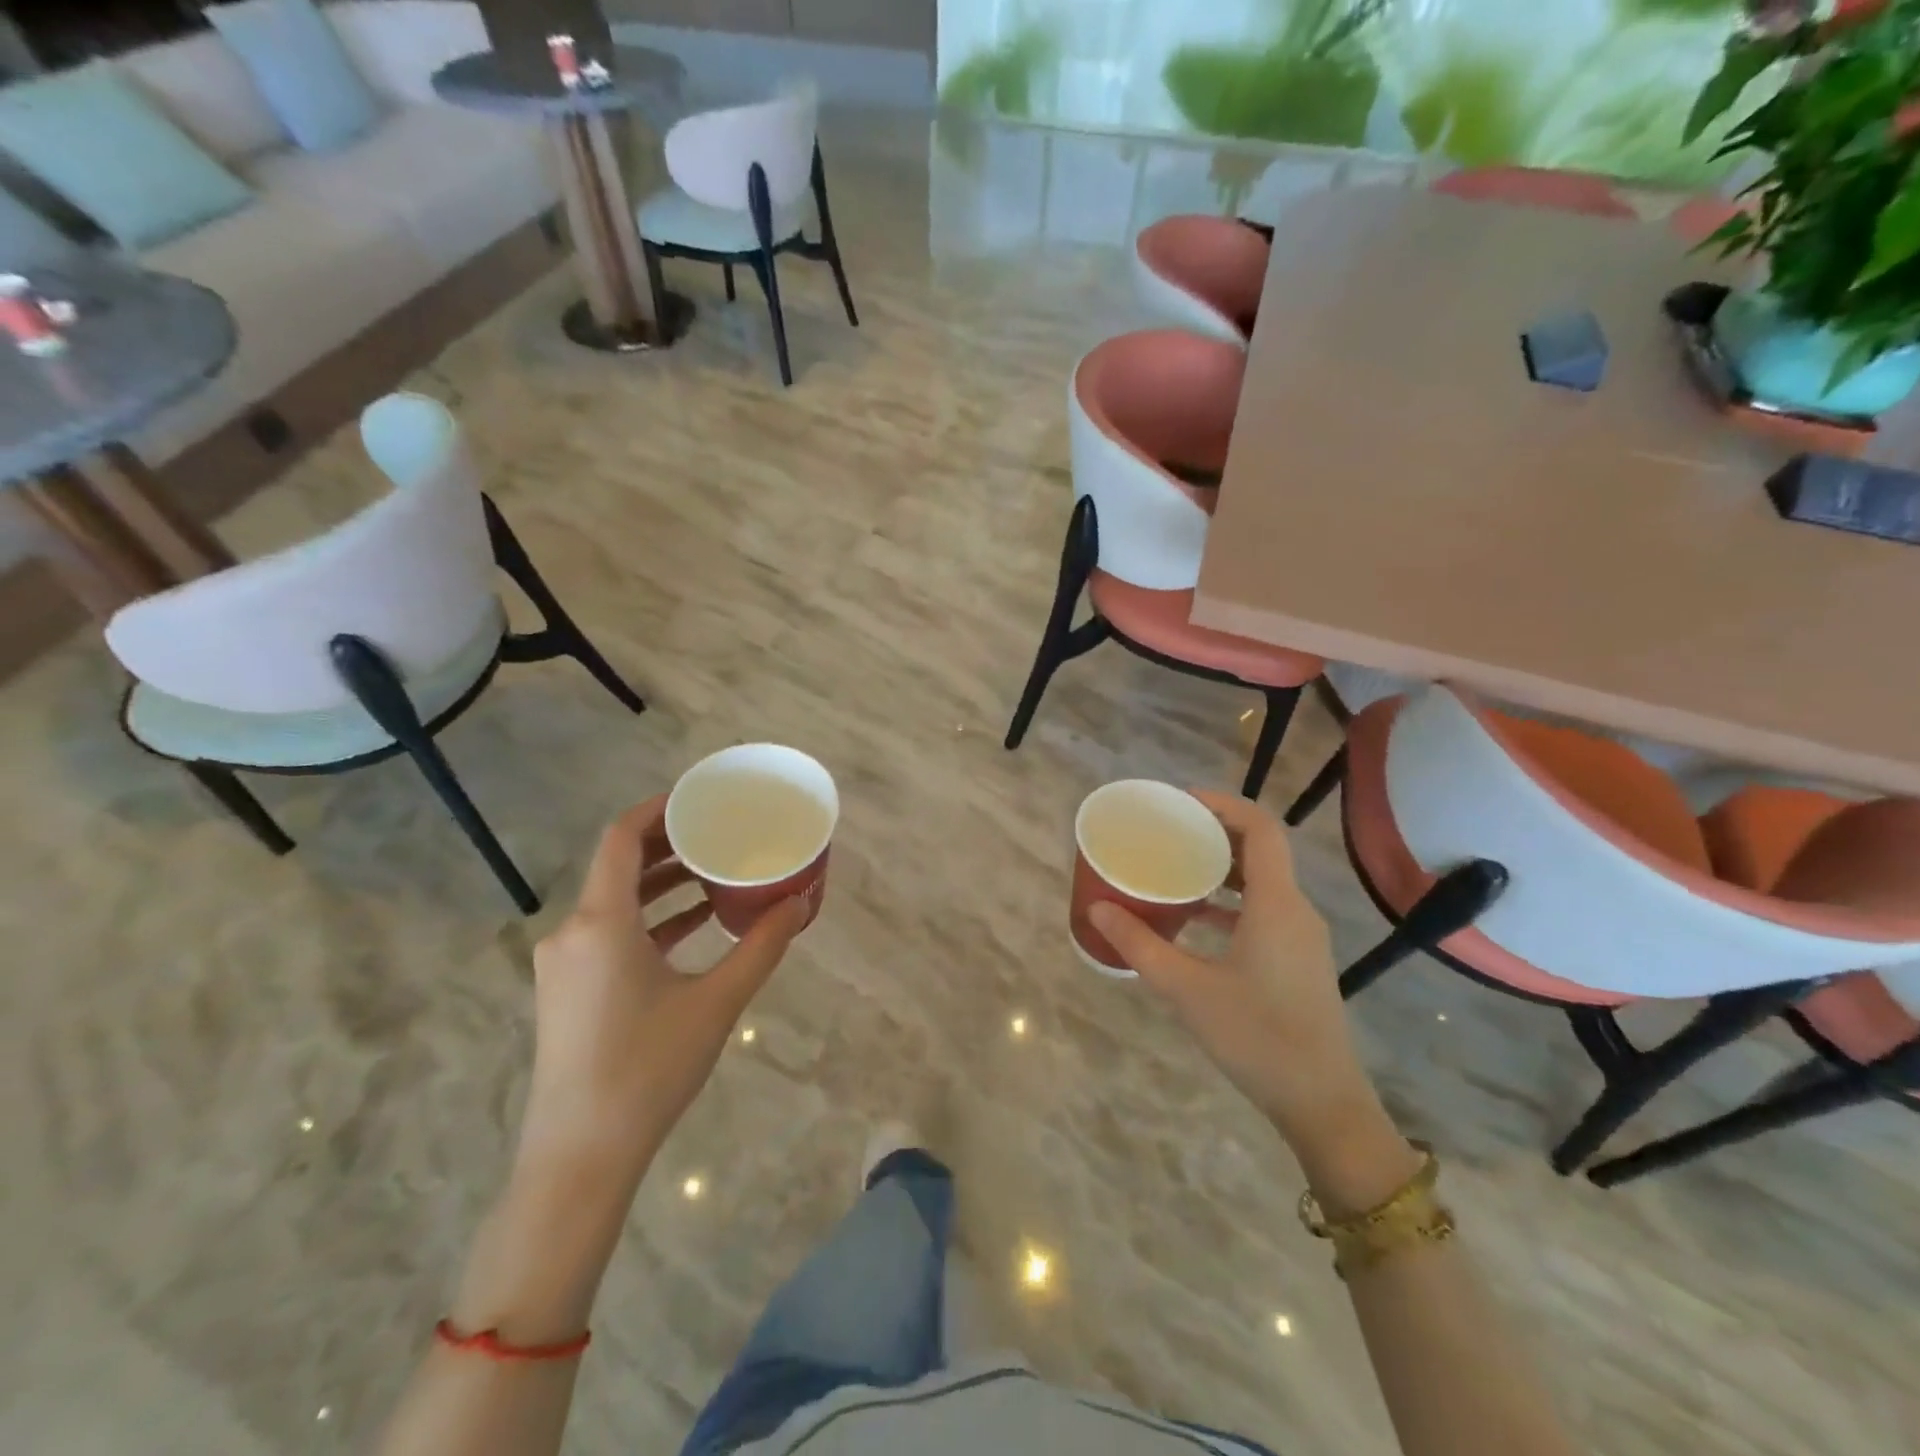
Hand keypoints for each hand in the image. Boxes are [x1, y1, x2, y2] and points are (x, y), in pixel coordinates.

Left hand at [518, 796, 807, 1191]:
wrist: (579, 1156)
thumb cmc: (647, 1069)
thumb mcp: (716, 1003)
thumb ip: (761, 947)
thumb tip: (800, 903)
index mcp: (600, 922)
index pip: (621, 838)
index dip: (658, 809)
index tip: (699, 798)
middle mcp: (572, 932)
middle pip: (619, 866)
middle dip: (669, 844)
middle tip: (720, 831)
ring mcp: (565, 964)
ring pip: (615, 901)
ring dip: (662, 883)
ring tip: (715, 873)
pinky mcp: (568, 990)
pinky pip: (610, 933)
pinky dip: (650, 919)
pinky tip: (694, 924)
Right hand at [1090, 792, 1414, 1206]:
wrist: (1321, 1102)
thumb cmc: (1256, 1037)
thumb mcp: (1186, 989)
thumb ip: (1140, 944)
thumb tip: (1097, 908)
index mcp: (1276, 904)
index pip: (1261, 829)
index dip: (1224, 805)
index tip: (1181, 802)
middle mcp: (1295, 910)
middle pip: (1261, 850)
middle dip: (1215, 833)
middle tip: (1169, 831)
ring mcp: (1302, 937)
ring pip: (1263, 882)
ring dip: (1222, 868)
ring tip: (1175, 868)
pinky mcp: (1299, 960)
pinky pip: (1265, 910)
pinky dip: (1231, 901)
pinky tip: (1196, 919)